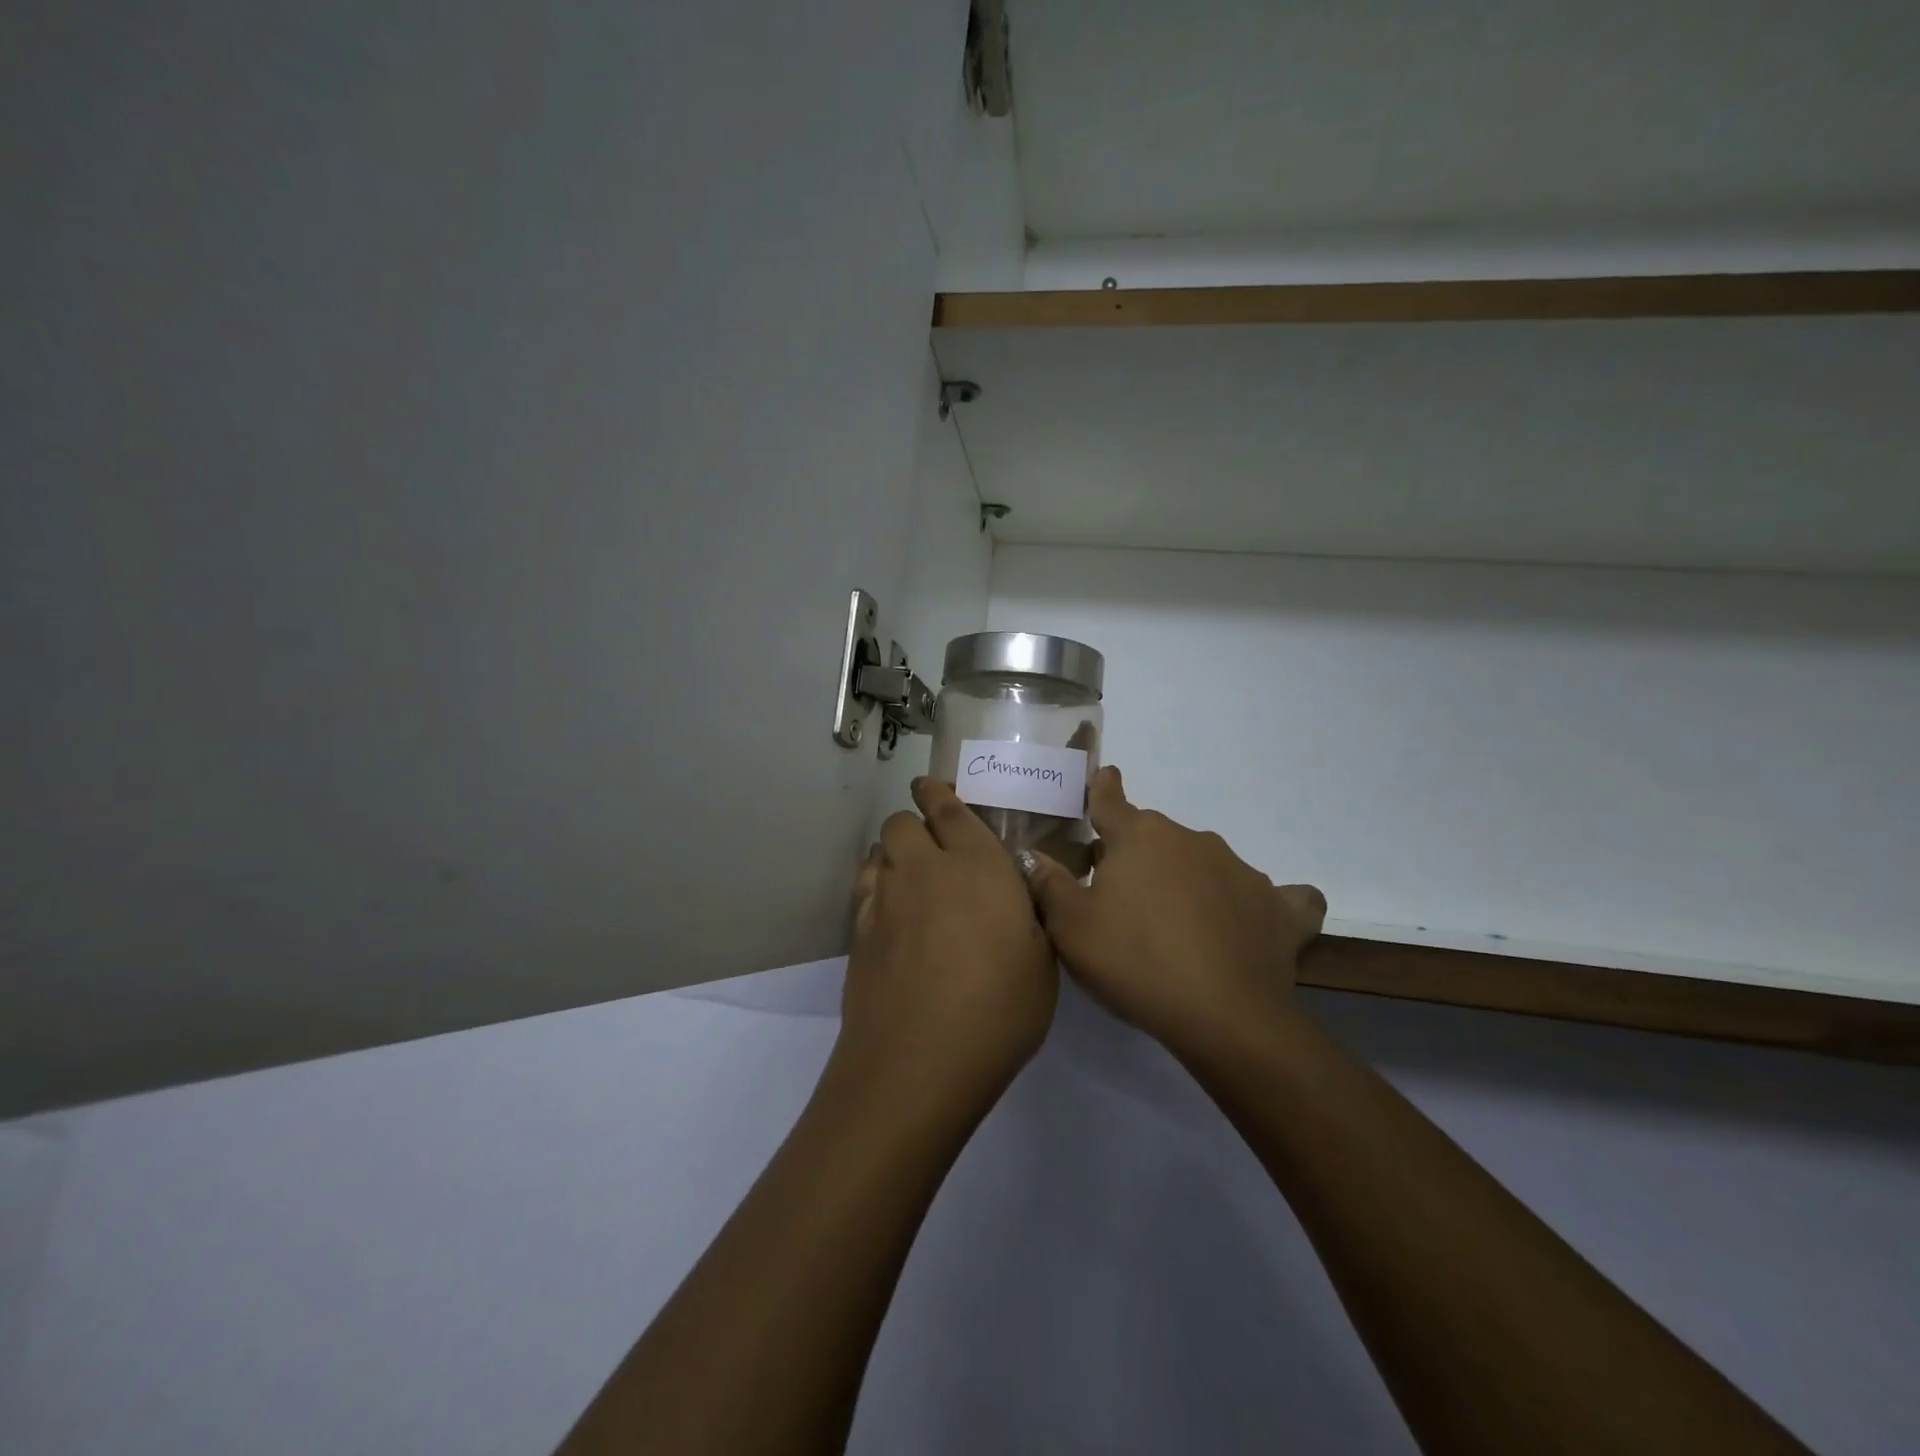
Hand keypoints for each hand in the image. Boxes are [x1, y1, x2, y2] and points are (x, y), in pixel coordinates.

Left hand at [839, 778, 1058, 1109]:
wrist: (919, 1061)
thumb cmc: (999, 1009)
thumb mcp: (1043, 961)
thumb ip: (1030, 915)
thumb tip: (1020, 893)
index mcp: (977, 865)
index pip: (950, 810)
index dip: (939, 793)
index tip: (934, 788)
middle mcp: (924, 870)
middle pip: (902, 823)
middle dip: (915, 823)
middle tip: (933, 845)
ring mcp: (884, 900)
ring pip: (879, 852)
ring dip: (894, 854)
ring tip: (911, 876)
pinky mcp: (858, 933)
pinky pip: (865, 888)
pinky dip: (876, 888)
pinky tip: (891, 914)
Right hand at [1022, 766, 1324, 1062]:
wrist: (1223, 1016)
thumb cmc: (1134, 962)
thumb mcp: (1071, 928)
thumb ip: (1048, 884)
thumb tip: (1031, 854)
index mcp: (1139, 836)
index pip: (1111, 800)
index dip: (1103, 788)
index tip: (1105, 776)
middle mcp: (1191, 838)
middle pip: (1155, 837)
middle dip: (1138, 855)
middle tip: (1123, 898)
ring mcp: (1240, 869)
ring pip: (1204, 863)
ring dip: (1188, 880)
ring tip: (1179, 927)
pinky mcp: (1279, 906)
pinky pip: (1274, 896)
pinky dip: (1259, 905)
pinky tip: (1253, 925)